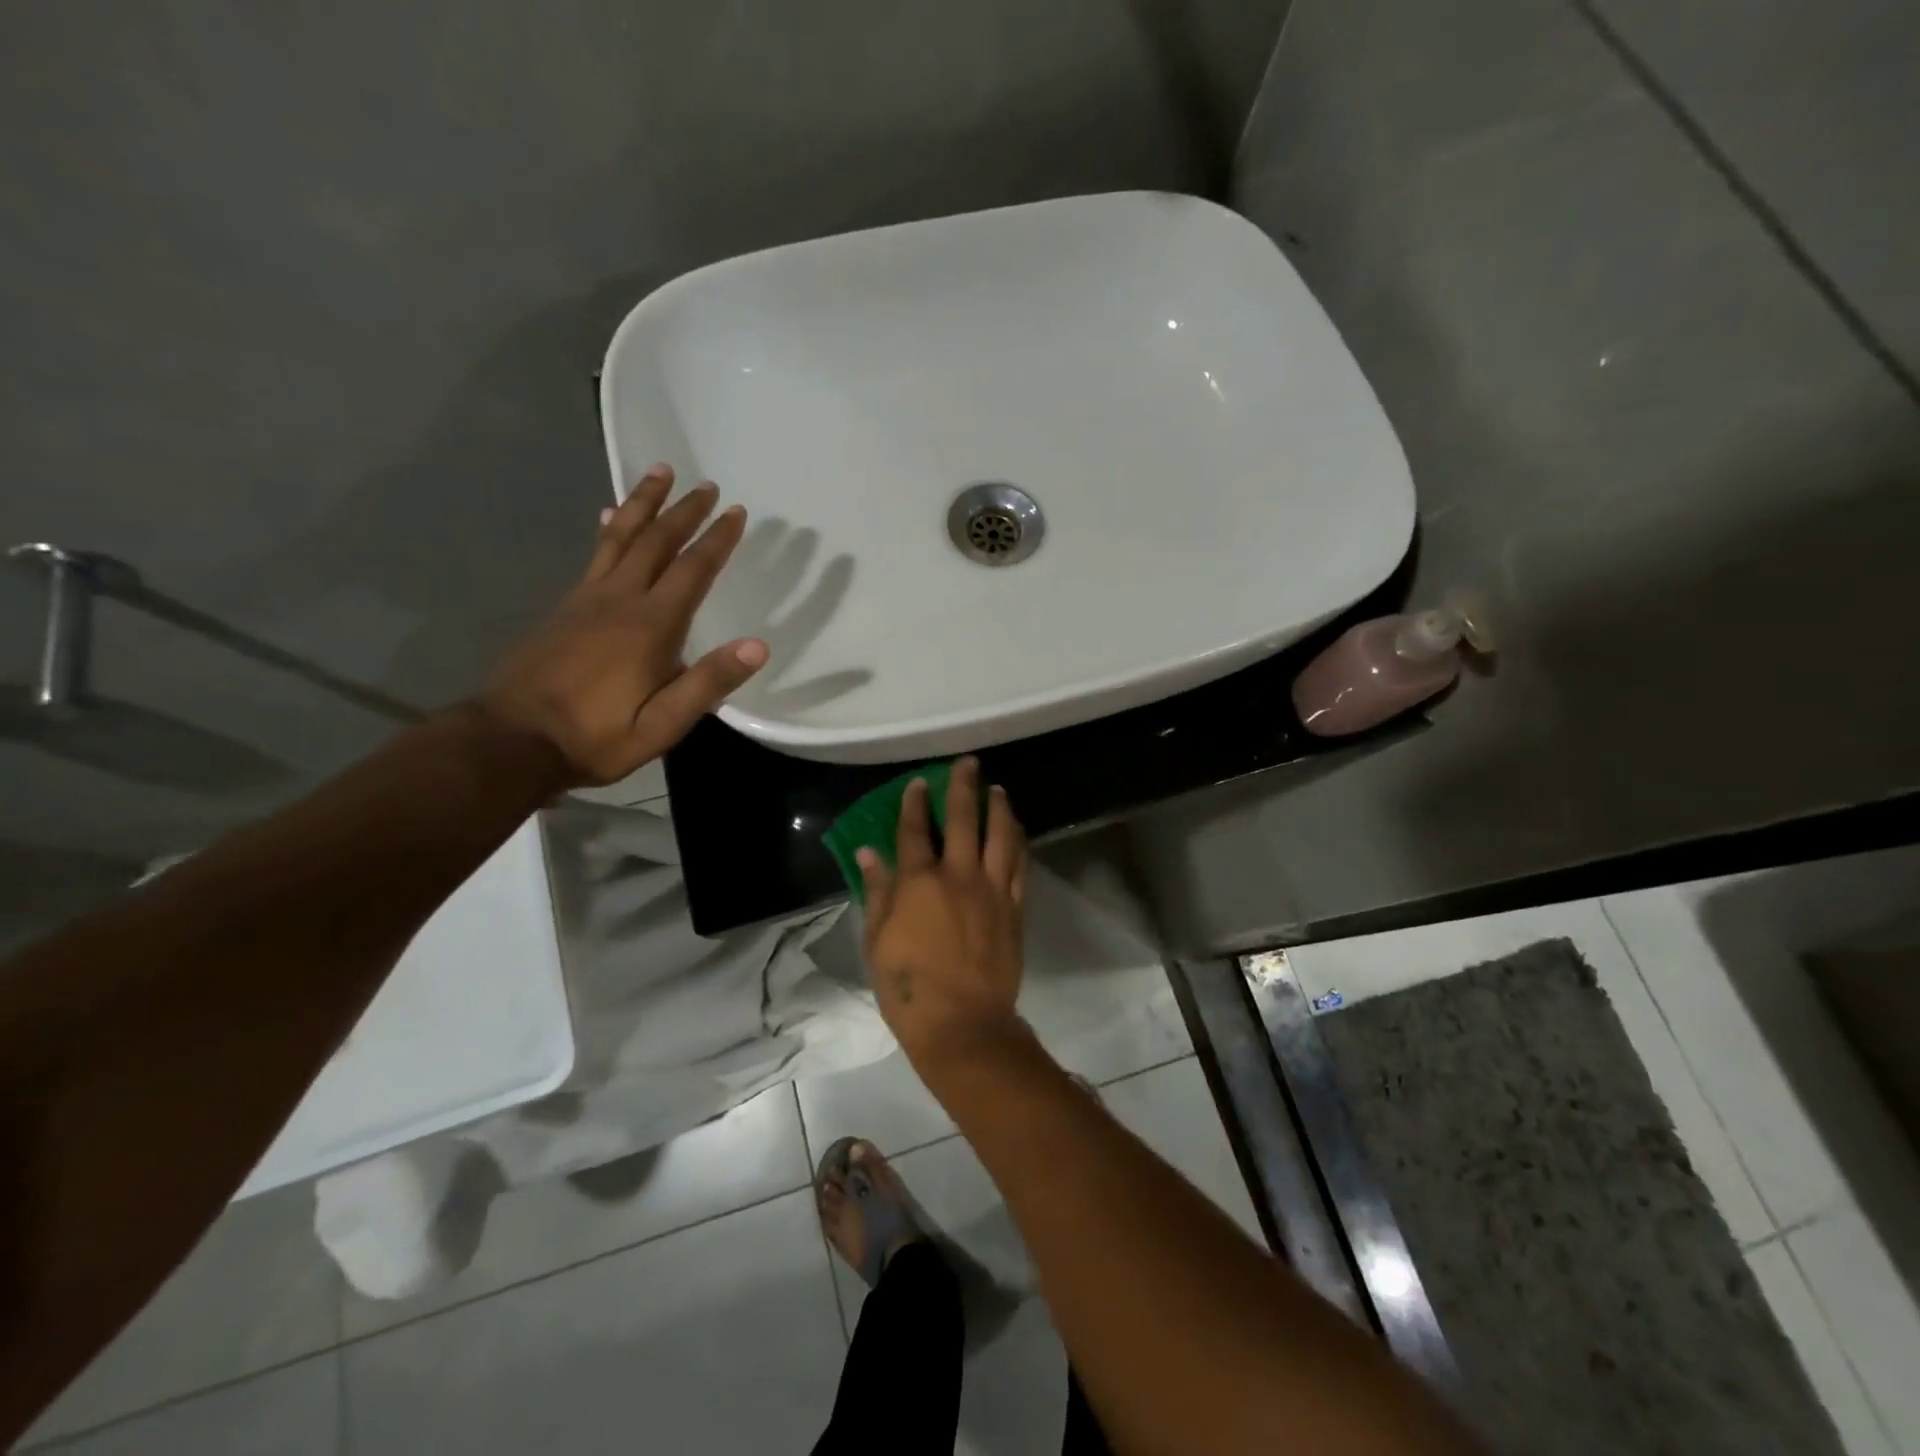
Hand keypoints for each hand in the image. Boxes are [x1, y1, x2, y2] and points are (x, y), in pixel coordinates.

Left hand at [478, 465, 767, 785]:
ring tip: (659, 472)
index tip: (736, 511)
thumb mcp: (663, 724)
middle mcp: (619, 599)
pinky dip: (609, 529)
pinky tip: (608, 517)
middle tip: (705, 484)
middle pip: (656, 541)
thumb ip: (708, 683)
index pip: (691, 570)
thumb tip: (758, 646)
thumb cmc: (597, 736)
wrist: (514, 740)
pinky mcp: (565, 607)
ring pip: (619, 536)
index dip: (716, 539)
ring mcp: (587, 599)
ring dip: (642, 502)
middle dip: (683, 510)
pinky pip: (595, 554)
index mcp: (650, 626)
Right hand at [857, 757, 1028, 1065]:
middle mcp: (958, 875)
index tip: (919, 782)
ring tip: (998, 790)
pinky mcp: (1014, 908)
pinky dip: (1019, 842)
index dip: (914, 803)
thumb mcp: (877, 940)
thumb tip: (868, 852)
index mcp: (919, 882)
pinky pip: (1020, 865)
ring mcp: (991, 889)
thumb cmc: (909, 986)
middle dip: (963, 787)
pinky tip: (1017, 830)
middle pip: (962, 820)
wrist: (962, 1023)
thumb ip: (877, 891)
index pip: (914, 831)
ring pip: (1000, 836)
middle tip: (968, 764)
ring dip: (999, 808)